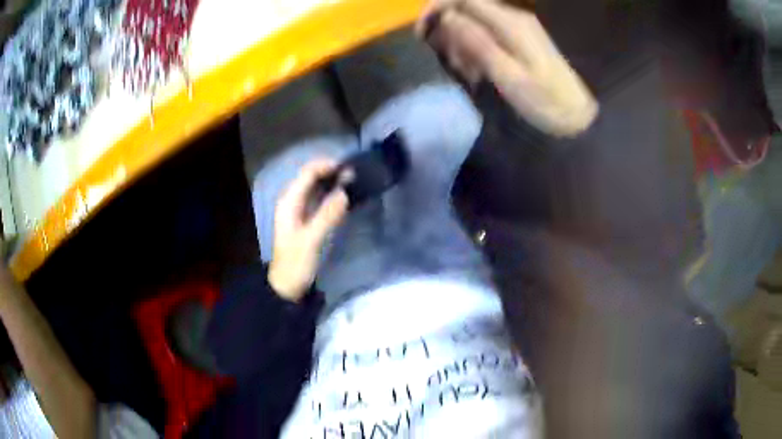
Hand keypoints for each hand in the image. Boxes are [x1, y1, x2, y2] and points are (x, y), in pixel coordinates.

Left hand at [268, 160, 348, 301]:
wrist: (287, 286)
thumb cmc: (296, 263)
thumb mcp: (311, 240)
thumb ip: (327, 215)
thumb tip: (345, 192)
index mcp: (289, 202)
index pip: (307, 173)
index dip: (327, 166)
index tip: (349, 168)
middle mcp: (293, 201)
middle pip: (312, 177)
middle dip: (332, 173)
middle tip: (355, 175)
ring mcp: (300, 210)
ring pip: (317, 188)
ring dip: (333, 183)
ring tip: (354, 182)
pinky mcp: (308, 220)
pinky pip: (320, 200)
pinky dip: (332, 196)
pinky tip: (346, 198)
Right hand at [417, 0, 597, 136]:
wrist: (577, 116)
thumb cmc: (545, 101)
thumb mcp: (508, 76)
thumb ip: (478, 43)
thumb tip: (448, 17)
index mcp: (510, 23)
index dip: (437, 8)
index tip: (422, 32)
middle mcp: (513, 18)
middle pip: (466, 9)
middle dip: (451, 33)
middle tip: (454, 65)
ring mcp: (517, 28)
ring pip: (474, 24)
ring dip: (463, 45)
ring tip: (471, 75)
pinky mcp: (520, 40)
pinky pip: (487, 35)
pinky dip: (476, 51)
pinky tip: (481, 73)